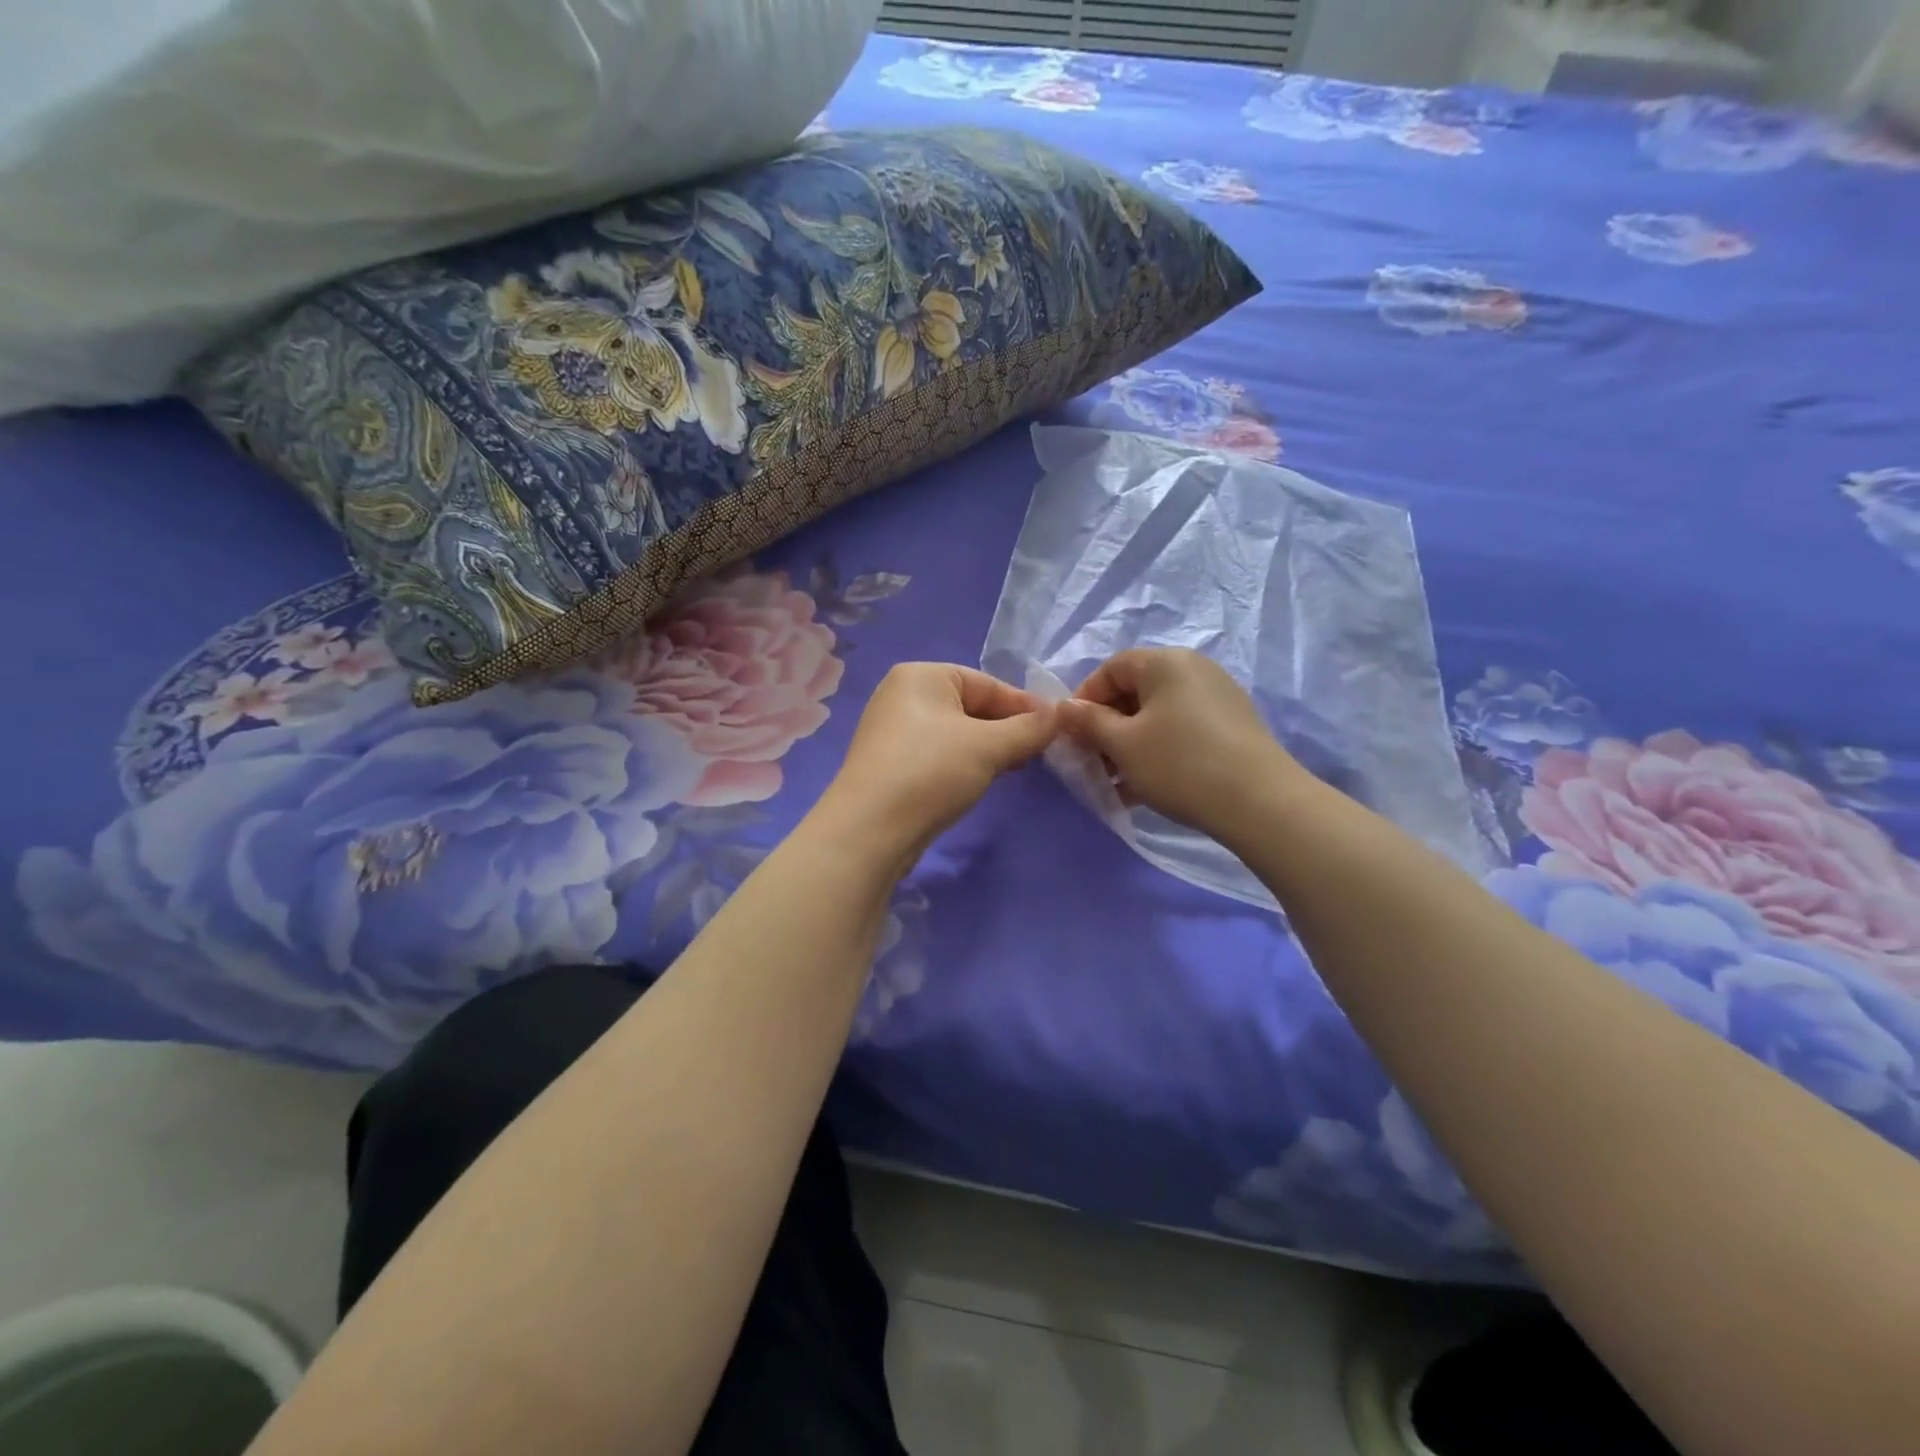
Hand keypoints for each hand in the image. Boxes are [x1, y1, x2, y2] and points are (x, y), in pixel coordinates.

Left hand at [816, 663, 1056, 866]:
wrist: (869, 831)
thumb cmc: (930, 772)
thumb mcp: (989, 746)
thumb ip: (1028, 728)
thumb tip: (1059, 714)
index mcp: (921, 675)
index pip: (987, 684)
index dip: (1025, 706)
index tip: (1056, 730)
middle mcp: (902, 695)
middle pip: (971, 706)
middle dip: (1006, 729)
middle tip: (1037, 754)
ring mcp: (892, 731)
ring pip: (956, 733)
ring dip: (987, 749)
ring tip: (1013, 768)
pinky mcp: (890, 765)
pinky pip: (938, 754)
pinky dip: (963, 764)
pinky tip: (979, 782)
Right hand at [1056, 648, 1301, 840]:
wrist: (1260, 802)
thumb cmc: (1179, 764)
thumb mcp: (1122, 744)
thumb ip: (1088, 722)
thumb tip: (1065, 708)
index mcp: (1165, 662)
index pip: (1111, 668)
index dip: (1085, 698)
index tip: (1071, 734)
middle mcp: (1194, 669)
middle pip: (1135, 691)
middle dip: (1106, 726)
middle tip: (1092, 762)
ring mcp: (1218, 698)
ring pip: (1158, 715)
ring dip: (1129, 744)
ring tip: (1116, 782)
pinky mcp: (1233, 727)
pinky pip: (1181, 731)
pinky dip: (1158, 751)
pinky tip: (1145, 788)